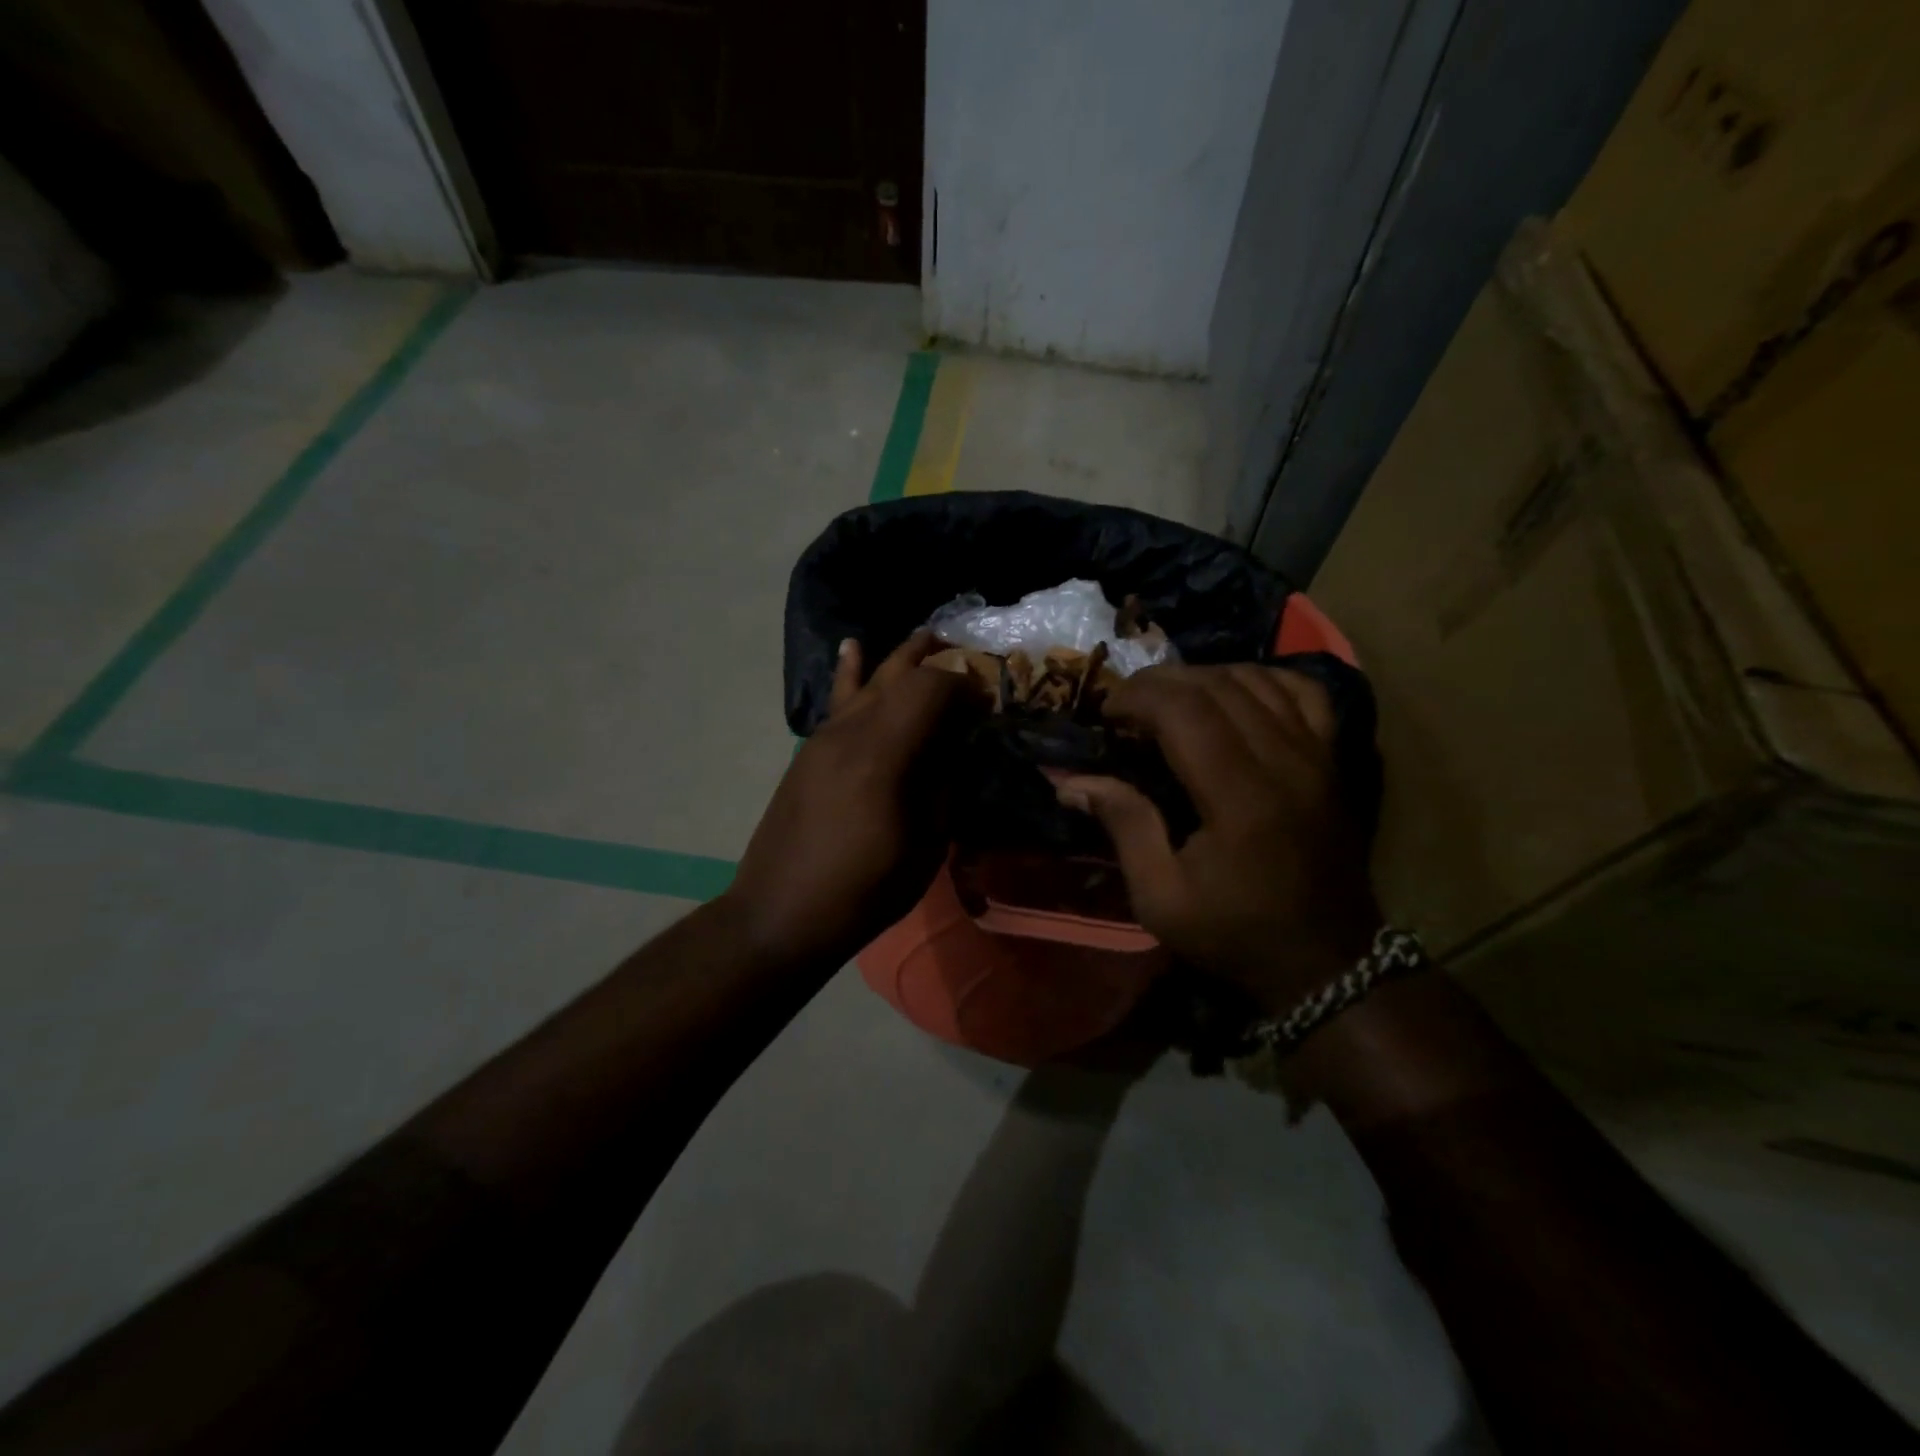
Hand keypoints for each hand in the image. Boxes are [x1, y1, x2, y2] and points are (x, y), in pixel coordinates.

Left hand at [723, 631, 970, 970]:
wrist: (779, 913)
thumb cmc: (862, 890)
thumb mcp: (924, 846)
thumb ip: (943, 787)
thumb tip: (956, 749)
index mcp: (883, 754)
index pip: (931, 688)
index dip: (965, 686)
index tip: (988, 704)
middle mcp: (850, 731)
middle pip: (898, 674)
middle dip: (936, 660)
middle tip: (967, 657)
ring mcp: (823, 738)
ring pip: (866, 680)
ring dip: (900, 661)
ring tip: (927, 639)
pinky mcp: (808, 752)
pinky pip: (838, 700)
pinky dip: (853, 672)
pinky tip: (854, 648)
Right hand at [1056, 664, 1379, 1012]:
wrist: (1326, 962)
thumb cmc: (1236, 933)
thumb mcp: (1161, 899)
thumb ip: (1125, 827)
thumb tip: (1071, 781)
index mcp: (1239, 798)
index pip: (1185, 711)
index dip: (1137, 697)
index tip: (1106, 713)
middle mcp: (1284, 762)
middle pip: (1216, 686)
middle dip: (1160, 682)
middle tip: (1126, 703)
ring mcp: (1317, 755)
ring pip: (1256, 678)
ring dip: (1203, 676)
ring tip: (1169, 698)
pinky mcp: (1334, 759)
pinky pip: (1302, 691)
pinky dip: (1262, 678)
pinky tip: (1233, 691)